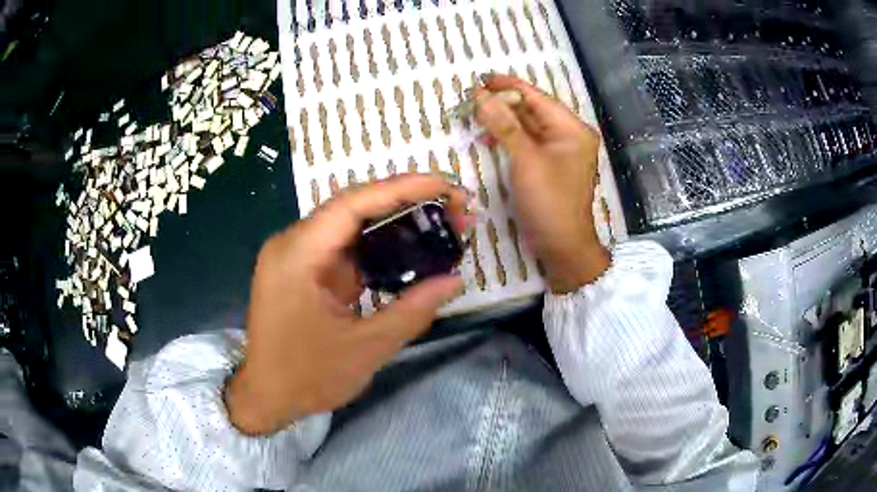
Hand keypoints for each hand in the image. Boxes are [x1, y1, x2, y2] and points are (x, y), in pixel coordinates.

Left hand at [226, 175, 467, 434]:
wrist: (266, 397)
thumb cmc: (307, 378)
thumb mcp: (366, 348)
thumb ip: (412, 310)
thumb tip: (454, 280)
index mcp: (298, 255)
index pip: (353, 205)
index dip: (402, 188)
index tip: (445, 185)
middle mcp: (292, 244)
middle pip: (353, 208)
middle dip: (405, 204)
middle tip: (453, 209)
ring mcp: (295, 256)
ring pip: (350, 226)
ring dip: (394, 225)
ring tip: (440, 226)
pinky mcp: (302, 270)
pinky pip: (344, 248)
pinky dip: (377, 247)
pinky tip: (408, 252)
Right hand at [475, 75, 610, 293]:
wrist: (562, 246)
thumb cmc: (549, 202)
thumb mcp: (526, 160)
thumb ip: (504, 125)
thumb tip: (480, 95)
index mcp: (572, 128)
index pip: (536, 97)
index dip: (508, 86)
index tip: (480, 80)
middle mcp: (568, 135)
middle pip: (532, 110)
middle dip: (502, 103)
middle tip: (471, 99)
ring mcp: (559, 151)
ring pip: (527, 126)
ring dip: (503, 120)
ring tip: (474, 114)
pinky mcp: (548, 165)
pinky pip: (527, 143)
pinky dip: (508, 138)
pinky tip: (488, 136)